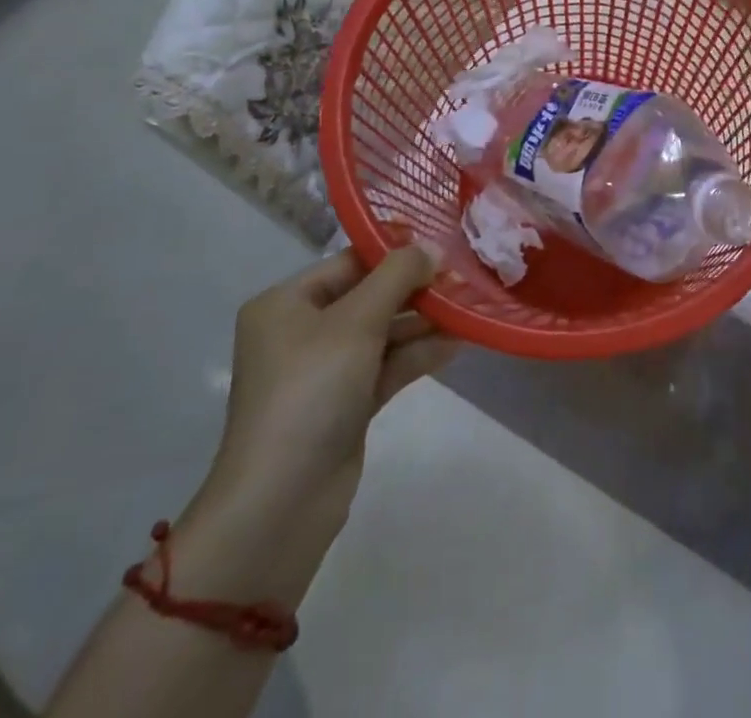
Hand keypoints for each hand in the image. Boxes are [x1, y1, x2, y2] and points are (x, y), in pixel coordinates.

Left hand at [180, 247, 456, 601]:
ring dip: (423, 322)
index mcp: (286, 304)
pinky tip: (457, 343)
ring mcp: (324, 372)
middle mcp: (301, 332)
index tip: (443, 245)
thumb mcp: (357, 322)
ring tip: (469, 308)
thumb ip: (398, 276)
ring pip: (382, 332)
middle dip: (415, 288)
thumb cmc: (311, 392)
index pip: (349, 262)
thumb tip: (433, 248)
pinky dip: (417, 354)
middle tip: (463, 277)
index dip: (396, 252)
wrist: (281, 505)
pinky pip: (386, 366)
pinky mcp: (346, 405)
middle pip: (368, 296)